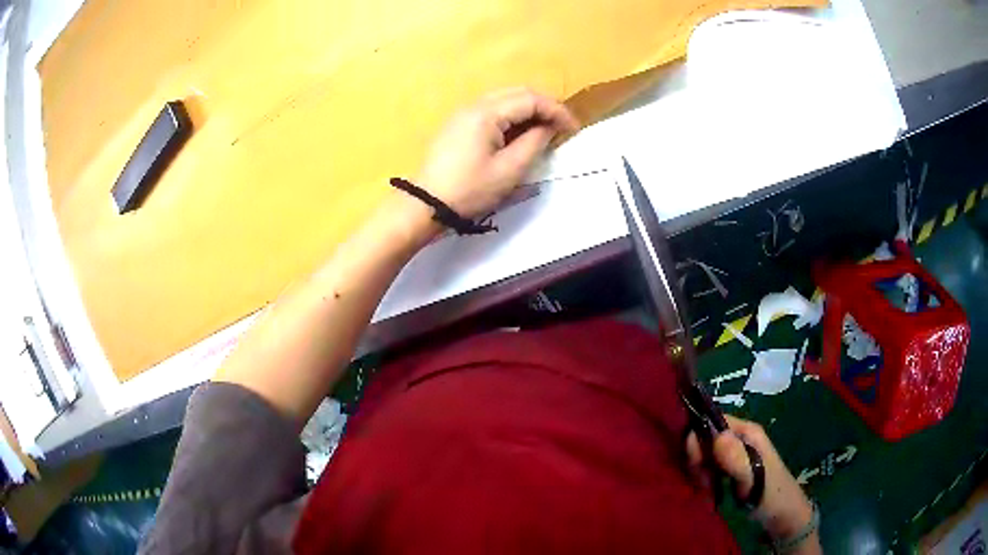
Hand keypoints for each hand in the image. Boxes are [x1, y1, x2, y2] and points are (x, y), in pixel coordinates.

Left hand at [416, 88, 579, 220]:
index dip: (556, 111)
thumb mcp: (509, 170)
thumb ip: (534, 143)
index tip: (573, 128)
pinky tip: (519, 133)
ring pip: (503, 100)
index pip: (530, 99)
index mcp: (486, 113)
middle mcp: (473, 105)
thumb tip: (548, 127)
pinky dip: (511, 117)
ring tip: (545, 130)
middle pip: (516, 93)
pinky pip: (491, 111)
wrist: (426, 204)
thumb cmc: (470, 190)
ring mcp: (463, 114)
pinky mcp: (458, 125)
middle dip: (543, 106)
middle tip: (561, 126)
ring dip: (527, 110)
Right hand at [687, 416, 815, 541]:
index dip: (699, 440)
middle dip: (698, 460)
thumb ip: (736, 459)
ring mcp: (736, 452)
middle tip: (703, 483)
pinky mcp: (732, 467)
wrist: (783, 516)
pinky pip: (709, 466)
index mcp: (747, 431)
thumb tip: (715, 436)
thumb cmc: (771, 495)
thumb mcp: (754, 479)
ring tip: (707, 490)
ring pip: (706, 453)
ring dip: (700, 472)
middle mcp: (740, 436)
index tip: (696, 467)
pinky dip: (704, 478)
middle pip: (706, 437)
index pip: (713, 421)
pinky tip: (708, 491)